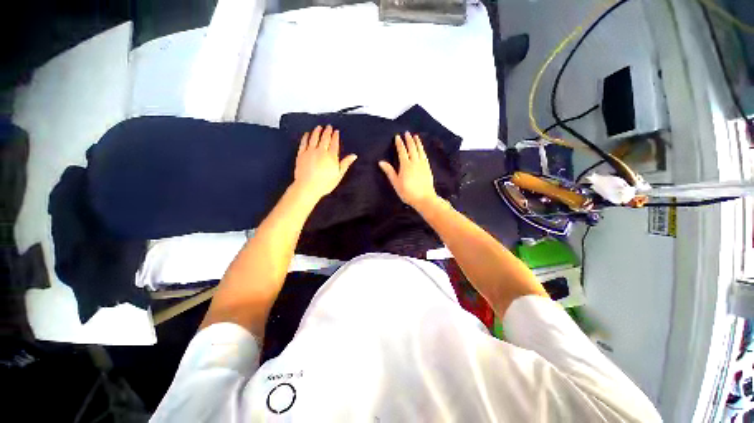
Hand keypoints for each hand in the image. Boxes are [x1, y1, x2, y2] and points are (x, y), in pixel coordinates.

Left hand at [293, 125, 356, 202]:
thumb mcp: (339, 175)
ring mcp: (310, 152)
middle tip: (328, 126)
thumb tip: (354, 155)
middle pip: (324, 138)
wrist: (308, 187)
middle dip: (327, 131)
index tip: (336, 131)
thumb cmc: (325, 183)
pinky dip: (306, 137)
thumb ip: (345, 163)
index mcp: (331, 156)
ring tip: (319, 127)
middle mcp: (321, 151)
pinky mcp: (301, 154)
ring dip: (317, 131)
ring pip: (314, 138)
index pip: (334, 143)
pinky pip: (304, 143)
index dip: (335, 136)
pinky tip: (307, 134)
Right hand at [379, 132, 438, 210]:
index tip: (397, 136)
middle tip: (407, 133)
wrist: (424, 198)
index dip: (399, 143)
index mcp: (405, 165)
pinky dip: (423, 150)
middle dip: (409, 140)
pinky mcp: (428, 168)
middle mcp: (415, 162)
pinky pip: (425, 155)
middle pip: (412, 148)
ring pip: (420, 150)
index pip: (402, 151)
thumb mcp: (396, 183)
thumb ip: (389, 171)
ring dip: (417, 142)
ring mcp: (423, 164)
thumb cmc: (408, 192)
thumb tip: (381, 162)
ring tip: (416, 136)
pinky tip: (422, 148)